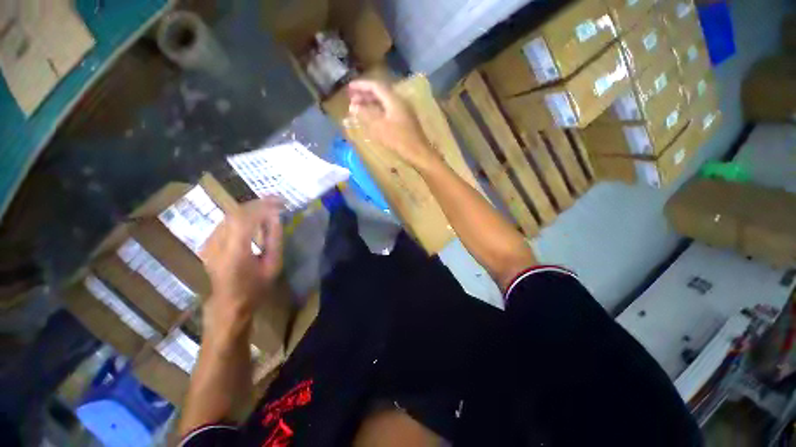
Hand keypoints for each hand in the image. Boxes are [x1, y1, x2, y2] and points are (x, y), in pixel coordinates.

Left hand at [200, 198, 282, 323]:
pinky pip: (225, 223)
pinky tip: (253, 218)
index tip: (280, 200)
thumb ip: (274, 239)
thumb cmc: (256, 288)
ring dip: (249, 208)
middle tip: (276, 201)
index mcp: (235, 252)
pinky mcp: (207, 244)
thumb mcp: (273, 265)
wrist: (229, 304)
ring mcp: (209, 244)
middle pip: (235, 213)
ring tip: (267, 207)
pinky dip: (241, 216)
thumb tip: (276, 217)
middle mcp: (217, 244)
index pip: (245, 218)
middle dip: (257, 204)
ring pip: (228, 216)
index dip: (263, 206)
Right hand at [348, 80, 438, 170]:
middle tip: (351, 99)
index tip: (348, 88)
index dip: (361, 85)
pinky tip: (372, 118)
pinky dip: (378, 111)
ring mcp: (404, 111)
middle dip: (365, 95)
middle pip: (380, 93)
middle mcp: (400, 101)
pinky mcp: (405, 120)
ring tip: (359, 108)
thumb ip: (366, 115)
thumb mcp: (380, 127)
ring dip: (371, 103)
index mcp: (394, 100)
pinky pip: (388, 110)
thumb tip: (353, 106)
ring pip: (384, 102)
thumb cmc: (399, 140)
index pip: (375, 86)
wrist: (419, 153)